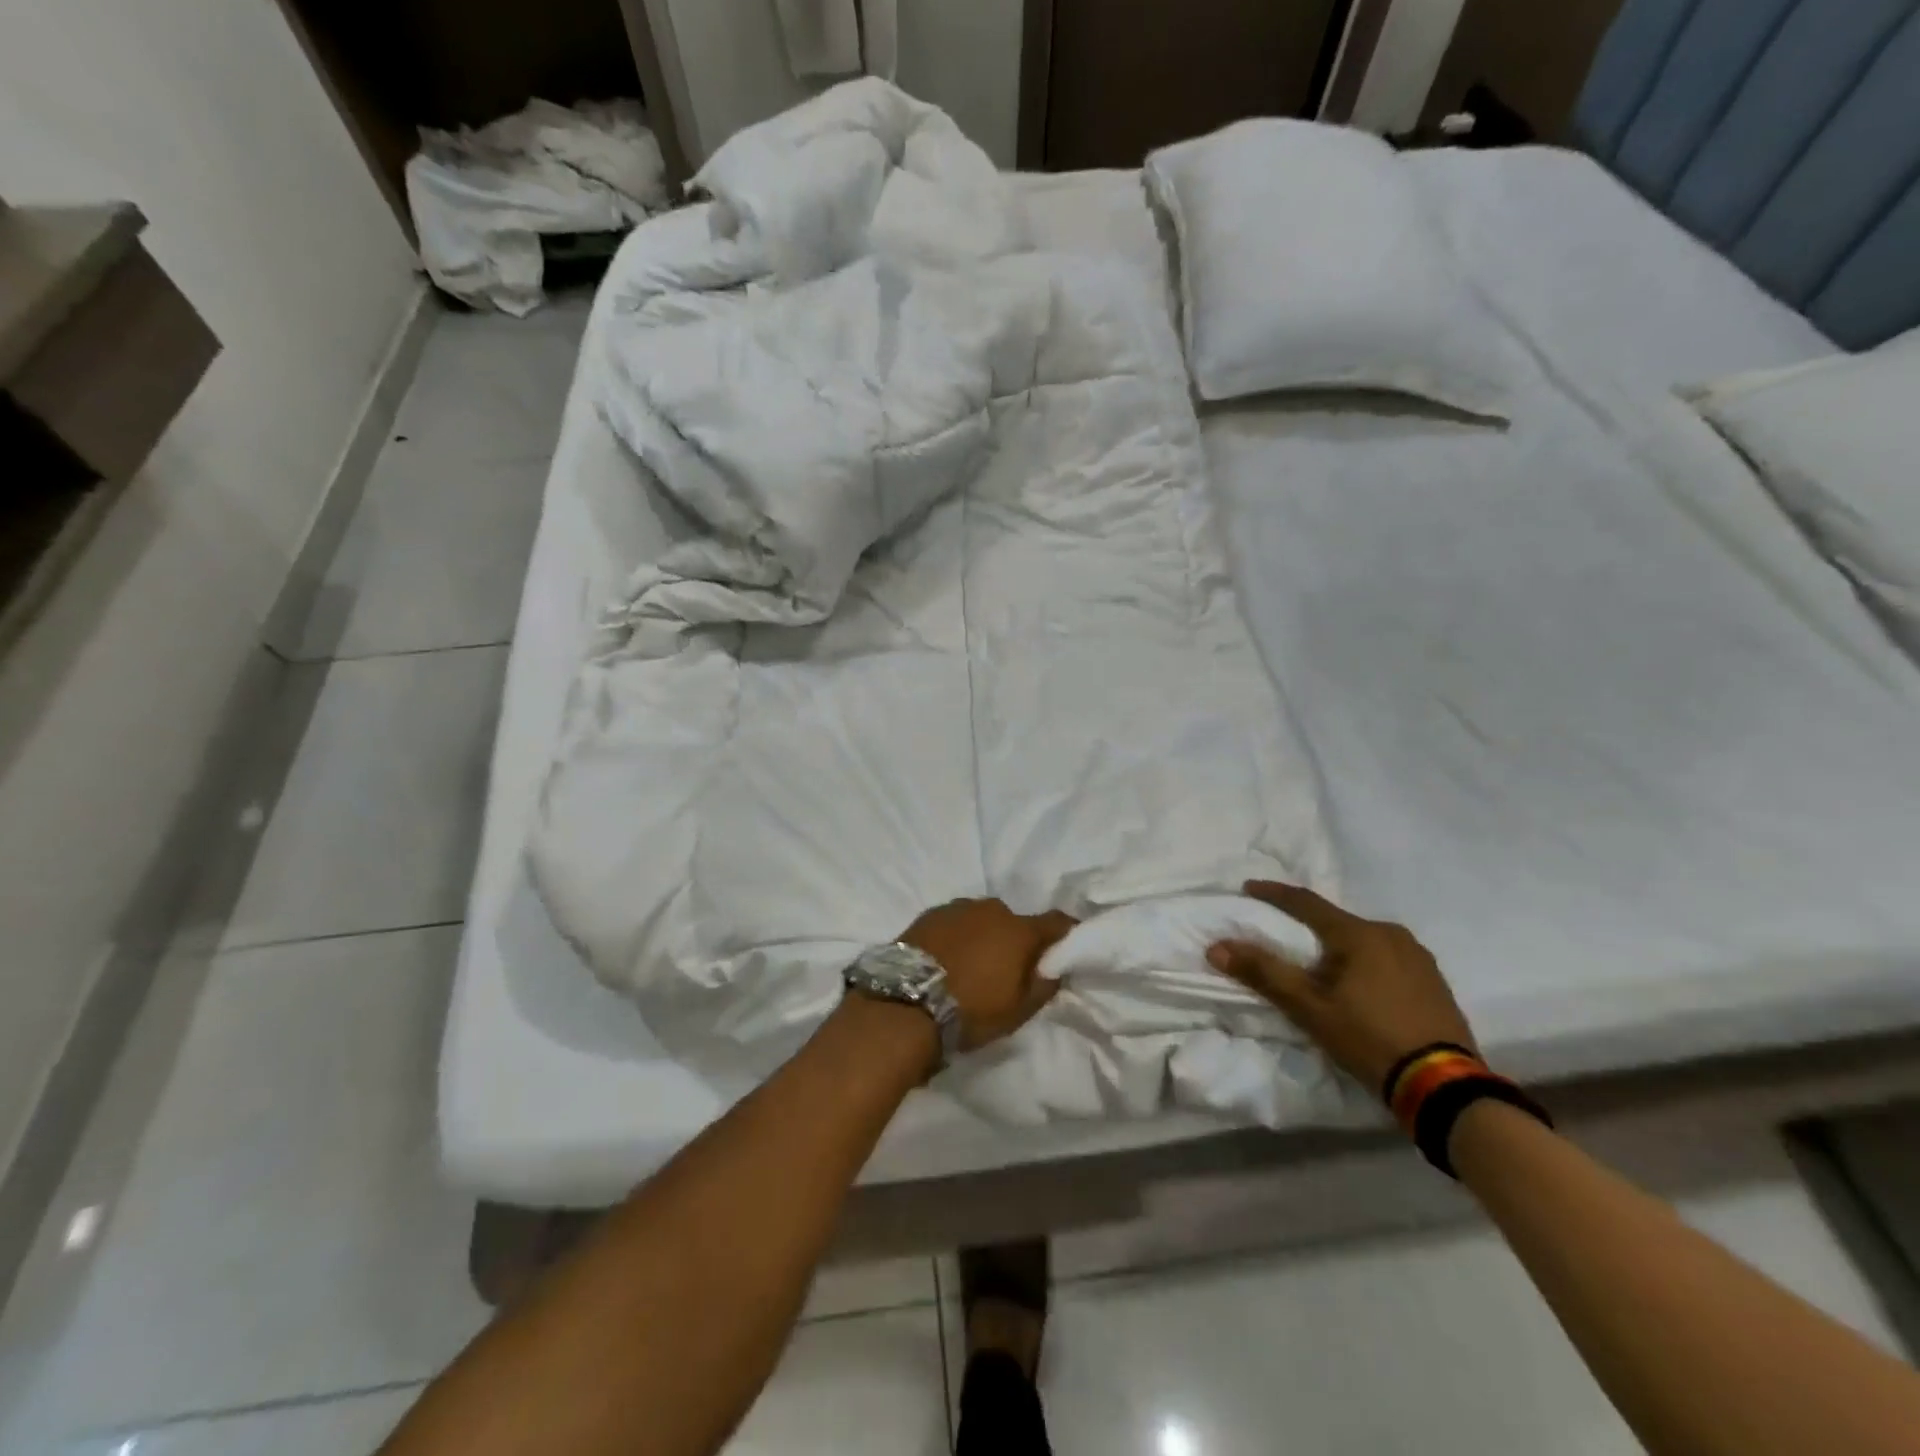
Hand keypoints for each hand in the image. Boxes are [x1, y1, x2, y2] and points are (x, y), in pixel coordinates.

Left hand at [900, 899, 1075, 1050]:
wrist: (905, 1004)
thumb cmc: (971, 1010)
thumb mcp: (1018, 1010)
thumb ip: (1043, 985)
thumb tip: (1056, 967)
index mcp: (1019, 930)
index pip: (1056, 922)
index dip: (1065, 934)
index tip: (1065, 947)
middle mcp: (992, 909)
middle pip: (1014, 921)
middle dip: (1015, 940)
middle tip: (1007, 967)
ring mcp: (957, 908)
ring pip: (982, 919)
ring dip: (983, 936)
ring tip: (971, 964)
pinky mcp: (929, 914)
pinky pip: (954, 922)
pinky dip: (957, 935)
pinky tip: (946, 958)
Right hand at [1206, 881, 1476, 1094]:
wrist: (1444, 1087)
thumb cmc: (1369, 1038)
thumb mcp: (1309, 1008)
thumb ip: (1263, 973)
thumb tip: (1217, 947)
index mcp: (1359, 934)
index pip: (1306, 902)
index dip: (1274, 894)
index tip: (1249, 888)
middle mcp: (1391, 934)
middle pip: (1337, 922)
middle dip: (1309, 927)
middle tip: (1286, 939)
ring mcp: (1418, 957)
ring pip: (1364, 940)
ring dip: (1339, 947)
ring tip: (1322, 967)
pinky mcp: (1435, 981)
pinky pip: (1388, 958)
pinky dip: (1365, 963)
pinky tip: (1360, 986)